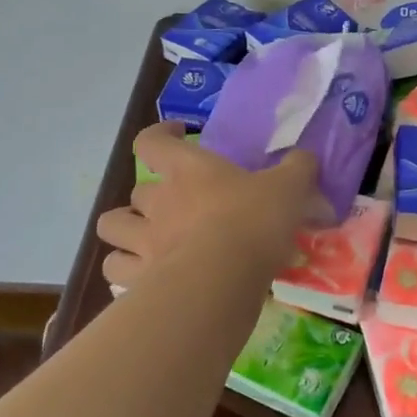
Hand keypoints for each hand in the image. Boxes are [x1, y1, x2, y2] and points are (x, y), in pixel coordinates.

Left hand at [96, 123, 325, 288]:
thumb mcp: (289, 188)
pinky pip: (116, 270)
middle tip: (174, 205)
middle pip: (136, 190)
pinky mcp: (138, 279)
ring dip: (125, 231)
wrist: (222, 280)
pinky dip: (125, 271)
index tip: (177, 136)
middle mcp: (158, 201)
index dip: (160, 136)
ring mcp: (143, 241)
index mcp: (189, 170)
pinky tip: (145, 276)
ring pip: (112, 227)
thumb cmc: (253, 222)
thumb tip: (305, 158)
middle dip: (149, 197)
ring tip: (145, 240)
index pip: (152, 141)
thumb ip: (298, 169)